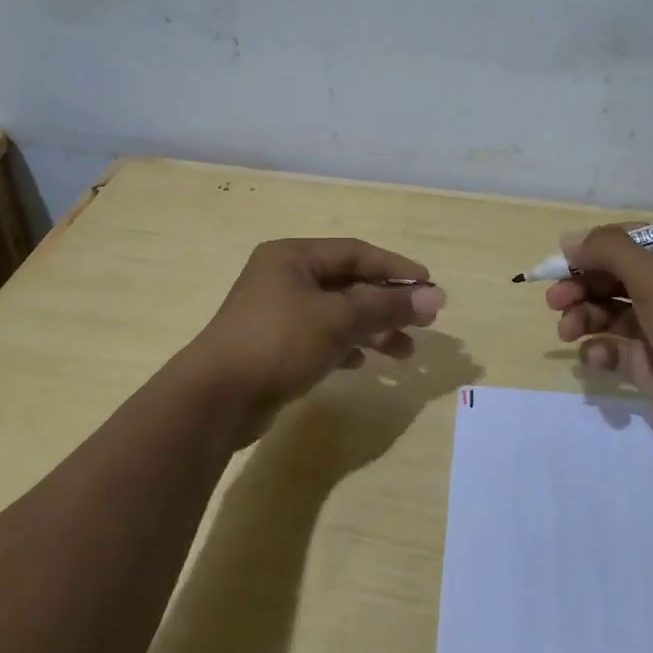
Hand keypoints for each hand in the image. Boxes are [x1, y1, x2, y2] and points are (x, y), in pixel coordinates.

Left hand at [176, 238, 445, 447]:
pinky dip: (346, 347)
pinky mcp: (275, 347)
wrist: (216, 399)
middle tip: (424, 323)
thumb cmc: (279, 342)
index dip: (396, 267)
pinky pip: (321, 338)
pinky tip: (364, 363)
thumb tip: (436, 296)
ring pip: (337, 314)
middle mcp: (284, 278)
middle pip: (348, 284)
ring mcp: (277, 313)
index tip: (430, 286)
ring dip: (372, 329)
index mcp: (293, 257)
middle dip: (387, 303)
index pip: (356, 253)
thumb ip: (387, 307)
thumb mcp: (338, 319)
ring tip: (405, 353)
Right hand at [546, 226, 652, 462]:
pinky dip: (600, 349)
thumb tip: (568, 240)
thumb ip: (608, 250)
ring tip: (567, 331)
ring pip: (610, 311)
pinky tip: (595, 358)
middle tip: (554, 300)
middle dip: (582, 285)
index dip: (595, 248)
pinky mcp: (652, 362)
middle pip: (615, 276)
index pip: (632, 240)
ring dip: (583, 316)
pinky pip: (615, 347)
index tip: (562, 261)